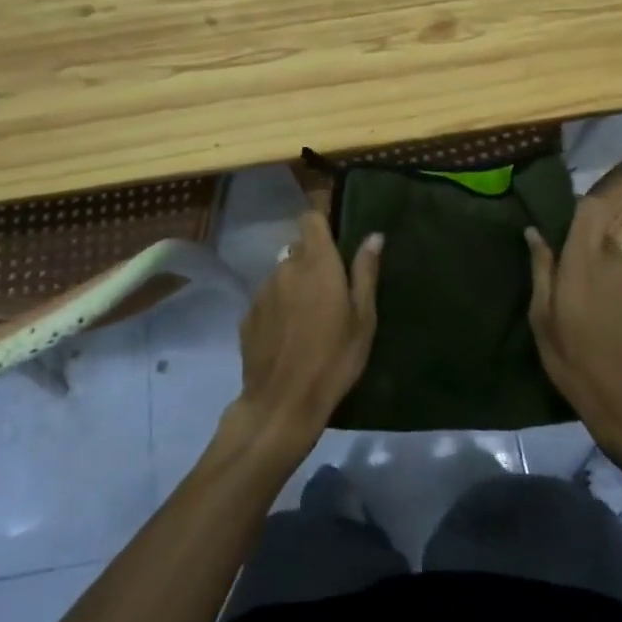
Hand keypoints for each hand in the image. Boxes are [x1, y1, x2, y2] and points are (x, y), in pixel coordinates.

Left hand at [229, 211, 380, 452]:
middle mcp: (285, 268)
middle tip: (331, 294)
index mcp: (317, 263)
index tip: (335, 244)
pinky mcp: (248, 316)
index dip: (322, 225)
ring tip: (309, 320)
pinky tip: (289, 337)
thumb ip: (365, 273)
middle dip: (313, 263)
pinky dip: (279, 309)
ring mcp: (262, 291)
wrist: (282, 403)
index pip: (310, 219)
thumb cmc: (334, 358)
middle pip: (298, 250)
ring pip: (282, 275)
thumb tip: (374, 236)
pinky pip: (268, 300)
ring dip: (295, 287)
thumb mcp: (363, 319)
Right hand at [526, 195, 621, 453]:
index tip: (567, 229)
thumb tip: (534, 231)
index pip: (592, 208)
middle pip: (605, 241)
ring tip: (603, 319)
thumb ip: (541, 269)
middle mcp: (620, 262)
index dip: (581, 211)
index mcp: (585, 261)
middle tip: (578, 292)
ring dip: (613, 283)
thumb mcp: (542, 319)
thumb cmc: (575, 362)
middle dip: (591, 257)